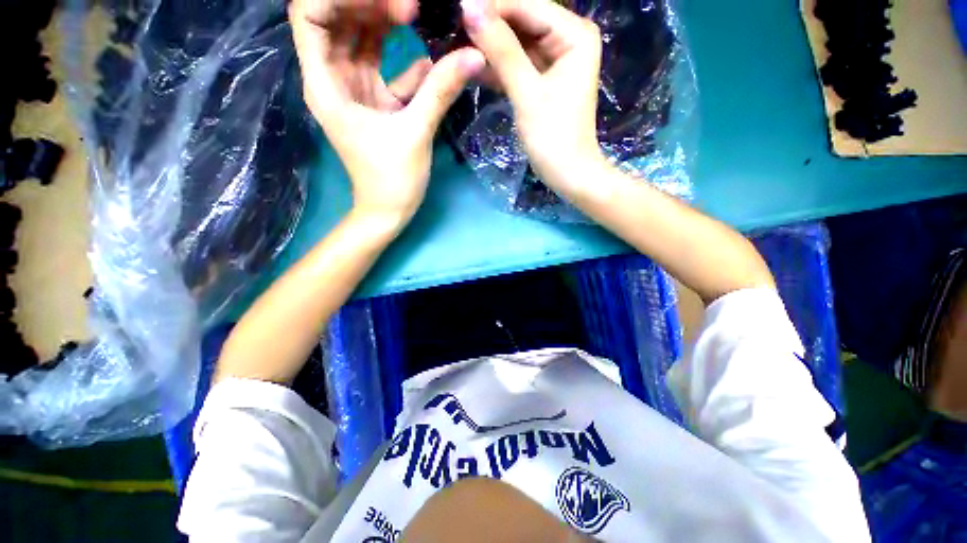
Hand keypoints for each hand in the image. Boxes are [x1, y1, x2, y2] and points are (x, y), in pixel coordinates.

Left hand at [290, 0, 485, 223]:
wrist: (388, 210)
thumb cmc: (392, 181)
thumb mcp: (415, 134)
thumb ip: (439, 91)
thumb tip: (474, 54)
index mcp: (326, 84)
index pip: (312, 14)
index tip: (391, 5)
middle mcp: (333, 77)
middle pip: (340, 17)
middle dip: (375, 7)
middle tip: (412, 11)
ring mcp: (354, 86)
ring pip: (363, 36)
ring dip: (391, 29)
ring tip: (419, 34)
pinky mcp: (373, 97)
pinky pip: (382, 61)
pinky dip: (401, 56)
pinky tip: (421, 64)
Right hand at [461, 0, 605, 193]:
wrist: (567, 174)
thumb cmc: (553, 138)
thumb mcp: (527, 93)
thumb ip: (502, 50)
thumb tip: (469, 6)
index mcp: (574, 34)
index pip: (528, 5)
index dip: (491, 6)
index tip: (456, 8)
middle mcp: (568, 38)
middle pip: (522, 20)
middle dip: (489, 25)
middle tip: (452, 28)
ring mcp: (555, 59)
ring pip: (516, 42)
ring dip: (489, 46)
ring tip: (456, 45)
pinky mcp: (544, 79)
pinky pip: (517, 64)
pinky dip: (497, 67)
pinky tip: (472, 67)